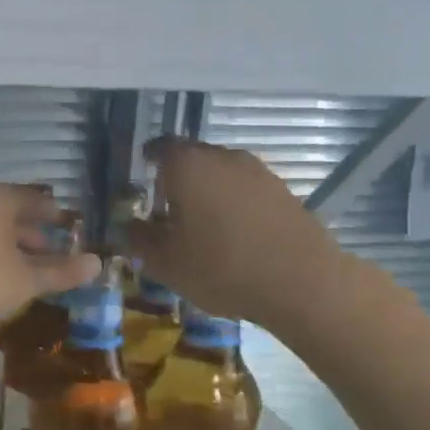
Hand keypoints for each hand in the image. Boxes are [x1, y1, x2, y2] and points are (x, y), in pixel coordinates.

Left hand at [0, 181, 99, 344]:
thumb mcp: (26, 280)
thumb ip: (62, 271)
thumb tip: (97, 264)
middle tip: (50, 252)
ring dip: (6, 242)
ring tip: (21, 266)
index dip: (56, 216)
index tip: (70, 229)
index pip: (35, 199)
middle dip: (30, 232)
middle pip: (8, 210)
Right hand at [126, 137, 350, 330]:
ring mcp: (259, 172)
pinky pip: (246, 191)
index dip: (147, 162)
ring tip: (200, 227)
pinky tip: (234, 237)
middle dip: (177, 180)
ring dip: (208, 193)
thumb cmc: (220, 266)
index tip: (140, 181)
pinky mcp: (283, 192)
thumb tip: (128, 225)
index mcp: (188, 164)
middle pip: (192, 158)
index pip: (159, 147)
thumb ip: (138, 238)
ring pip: (221, 174)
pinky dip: (234, 206)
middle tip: (166, 211)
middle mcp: (224, 157)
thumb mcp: (165, 261)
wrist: (301, 282)